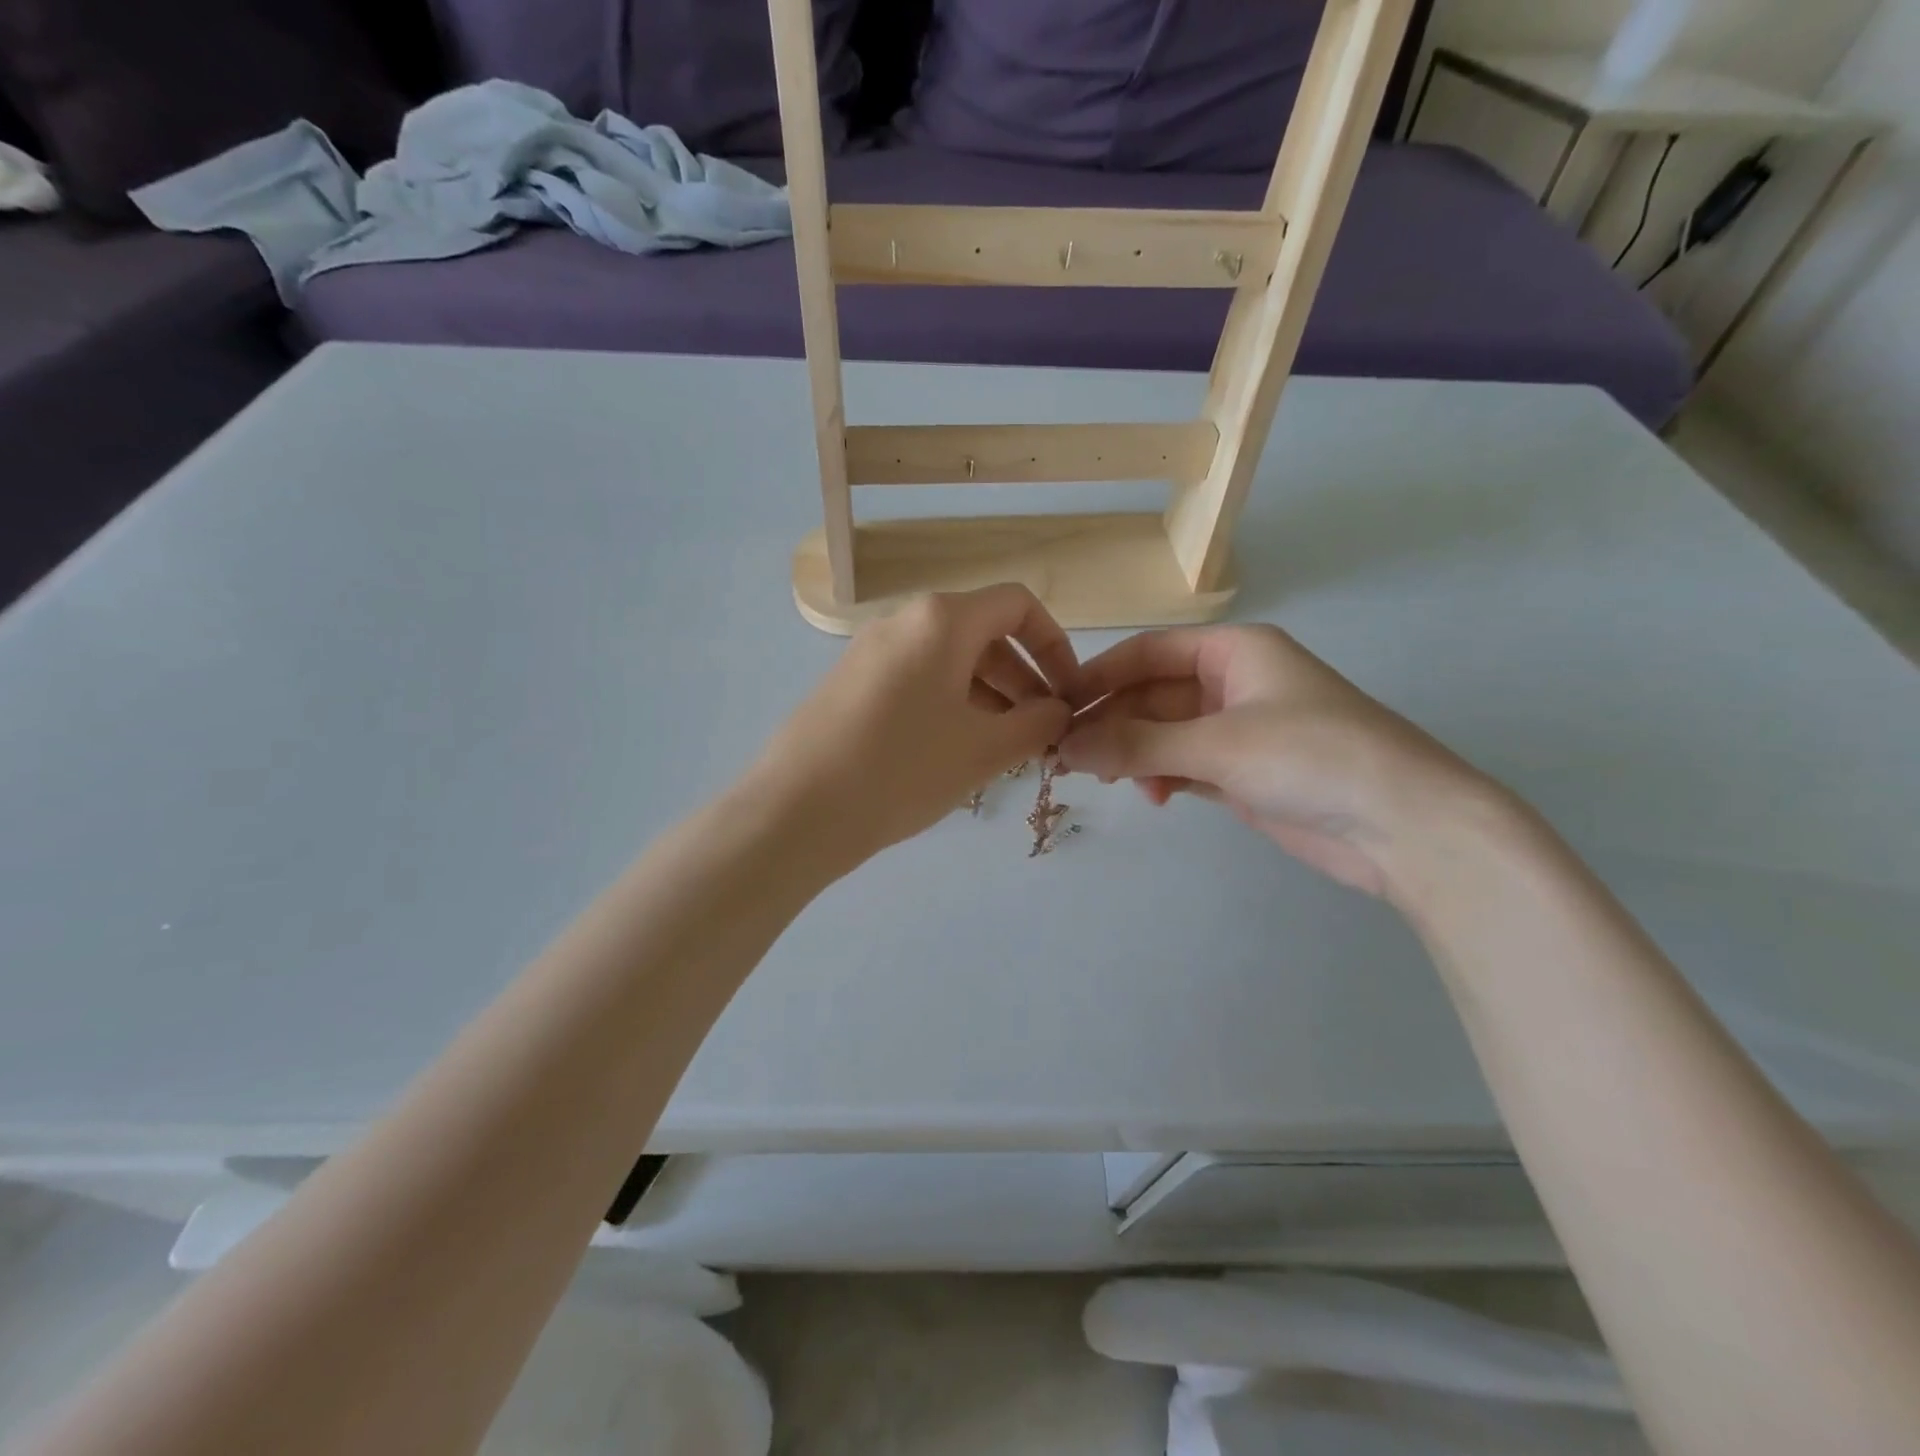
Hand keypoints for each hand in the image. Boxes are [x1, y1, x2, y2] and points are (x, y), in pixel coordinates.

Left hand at [754, 585, 1079, 869]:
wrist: (797, 811)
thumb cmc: (902, 770)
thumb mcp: (984, 749)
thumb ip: (1036, 723)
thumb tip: (1058, 711)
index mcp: (941, 620)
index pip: (1017, 605)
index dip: (1054, 645)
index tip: (1066, 694)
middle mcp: (904, 621)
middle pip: (983, 634)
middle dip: (1022, 679)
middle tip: (1038, 732)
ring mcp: (871, 651)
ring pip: (948, 661)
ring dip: (988, 696)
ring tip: (1002, 749)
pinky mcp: (849, 682)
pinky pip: (916, 680)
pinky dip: (949, 704)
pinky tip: (954, 752)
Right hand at [1058, 625, 1500, 900]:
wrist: (1406, 826)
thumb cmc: (1312, 758)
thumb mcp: (1217, 744)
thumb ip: (1137, 745)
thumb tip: (1066, 746)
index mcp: (1235, 651)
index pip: (1149, 652)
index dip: (1101, 675)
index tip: (1058, 706)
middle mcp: (1234, 683)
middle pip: (1153, 694)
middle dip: (1115, 723)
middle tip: (1074, 758)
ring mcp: (1240, 730)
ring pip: (1165, 732)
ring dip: (1135, 753)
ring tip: (1113, 781)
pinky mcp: (1245, 773)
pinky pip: (1185, 764)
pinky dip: (1162, 776)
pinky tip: (1154, 796)